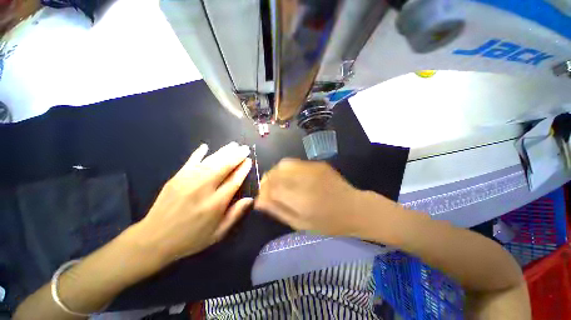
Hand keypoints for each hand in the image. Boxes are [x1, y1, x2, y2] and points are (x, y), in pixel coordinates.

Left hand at [134, 142, 252, 264]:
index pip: (234, 181)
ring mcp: (188, 181)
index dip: (243, 169)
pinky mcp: (176, 178)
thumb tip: (250, 199)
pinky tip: (206, 146)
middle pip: (224, 167)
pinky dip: (199, 153)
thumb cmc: (190, 238)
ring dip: (223, 151)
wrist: (153, 239)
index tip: (249, 160)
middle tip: (244, 148)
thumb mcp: (217, 233)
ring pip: (210, 161)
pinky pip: (190, 161)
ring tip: (233, 145)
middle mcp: (203, 189)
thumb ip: (235, 215)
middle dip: (236, 156)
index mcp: (215, 204)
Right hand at [255, 159, 382, 236]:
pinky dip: (288, 170)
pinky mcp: (318, 164)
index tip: (262, 197)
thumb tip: (258, 201)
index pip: (272, 188)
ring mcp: (313, 169)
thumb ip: (278, 210)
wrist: (355, 209)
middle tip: (269, 190)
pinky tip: (292, 178)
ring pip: (284, 164)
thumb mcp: (301, 224)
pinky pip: (295, 163)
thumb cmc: (329, 223)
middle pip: (276, 172)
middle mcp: (306, 180)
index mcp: (302, 200)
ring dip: (276, 173)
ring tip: (279, 183)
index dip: (263, 191)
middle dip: (268, 180)